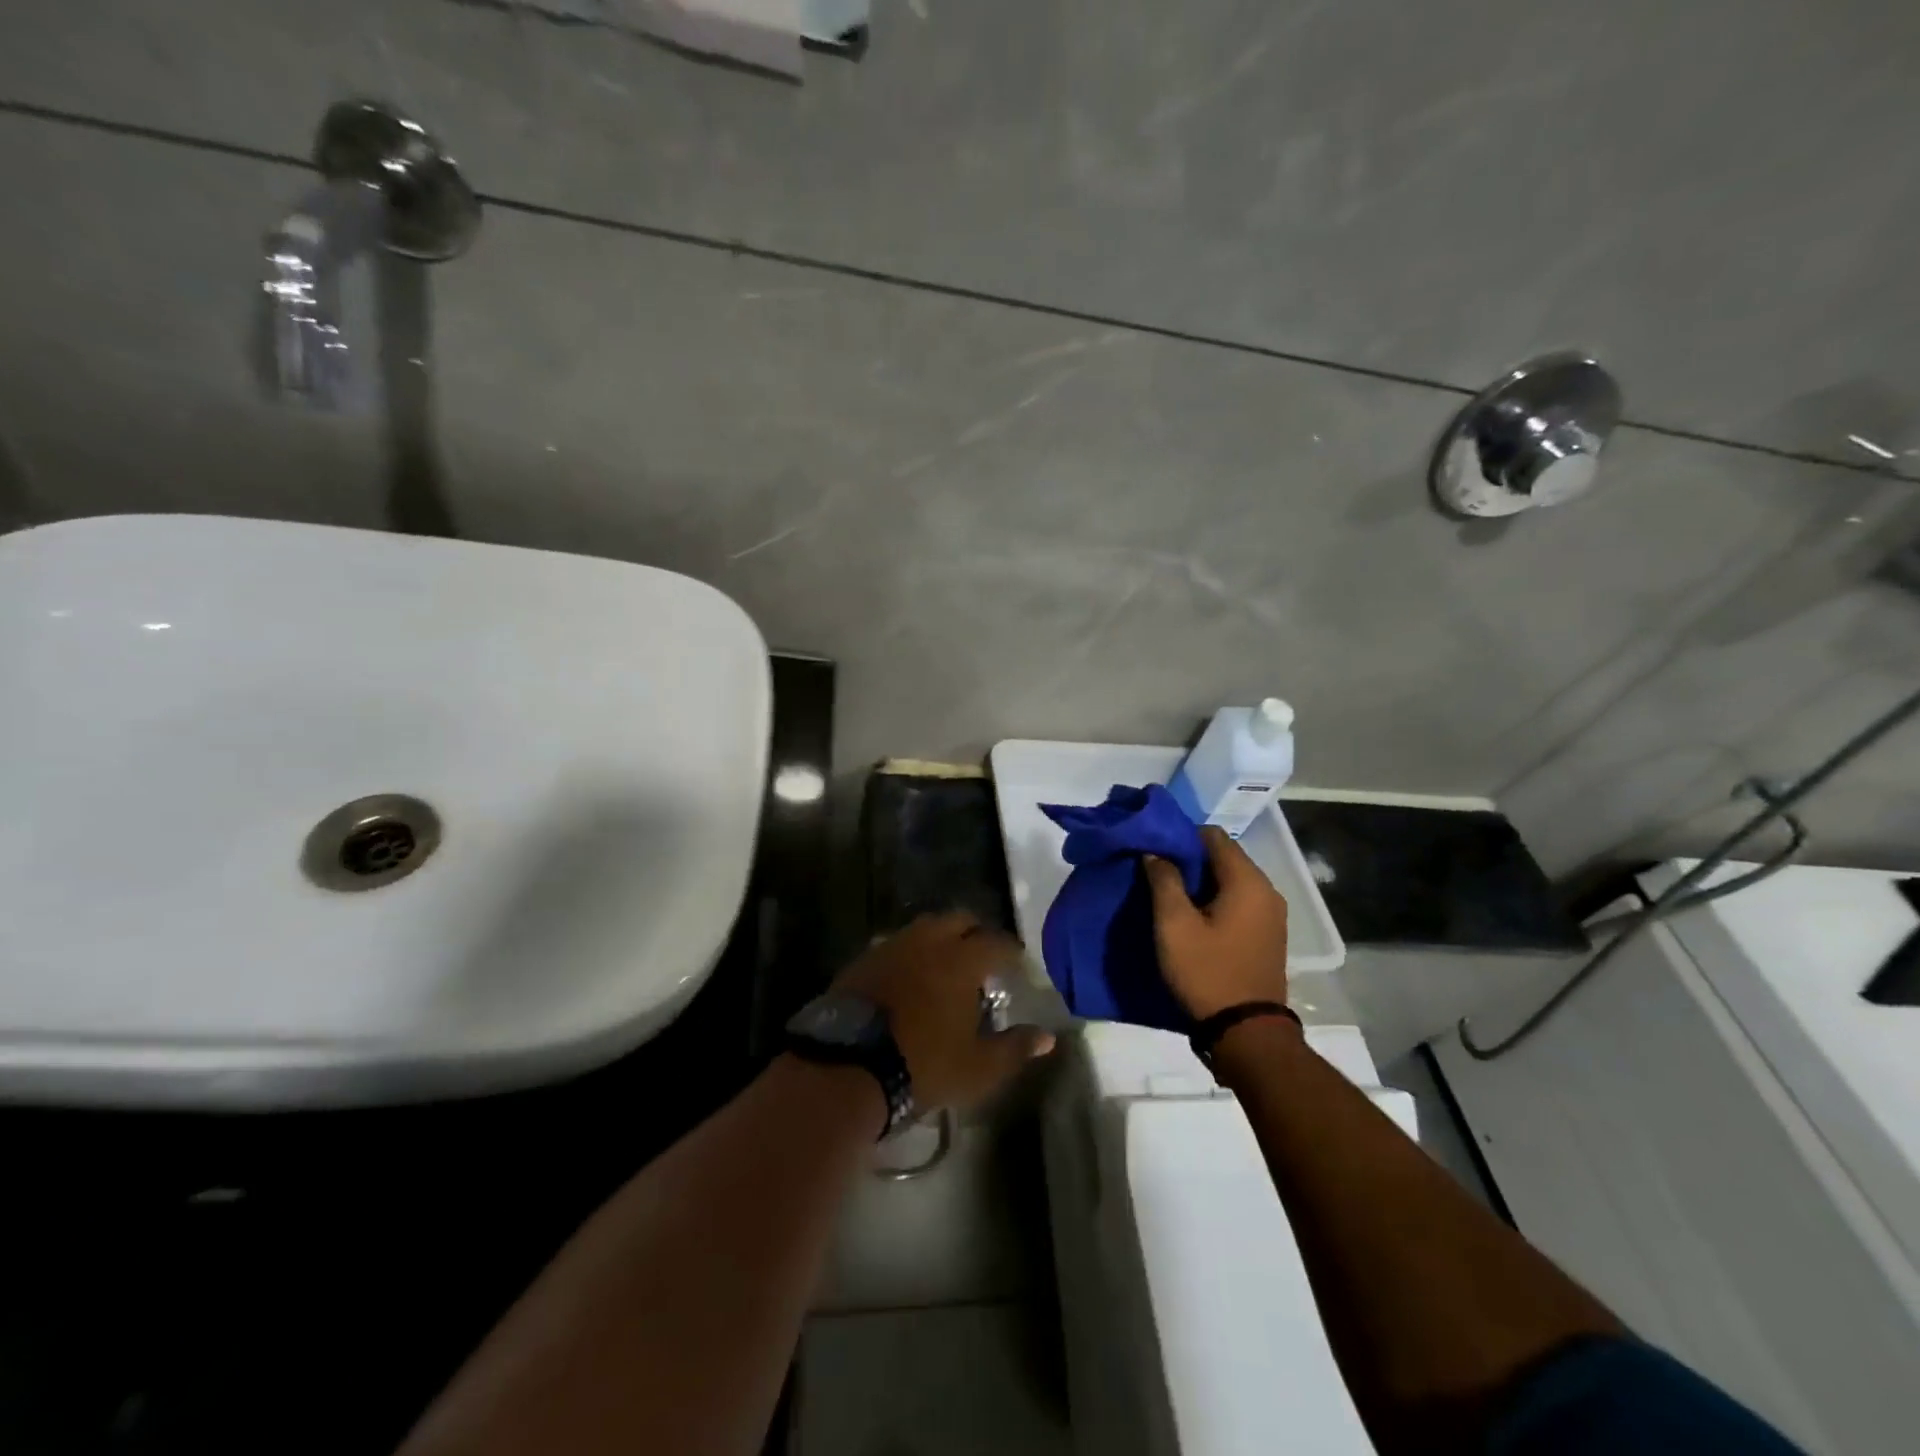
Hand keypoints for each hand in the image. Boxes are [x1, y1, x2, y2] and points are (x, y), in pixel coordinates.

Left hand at [833, 912, 1054, 1112]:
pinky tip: (910, 976)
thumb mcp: (978, 1067)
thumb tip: (1047, 1037)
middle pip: (960, 920)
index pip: (997, 942)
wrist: (850, 1065)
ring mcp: (893, 945)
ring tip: (946, 965)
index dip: (1011, 952)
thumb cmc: (923, 1064)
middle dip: (976, 933)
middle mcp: (929, 940)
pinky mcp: (865, 958)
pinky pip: (897, 944)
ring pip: (925, 927)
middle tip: (983, 959)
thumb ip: (1015, 1048)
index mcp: (962, 959)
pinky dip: (911, 953)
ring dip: (941, 939)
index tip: (1018, 965)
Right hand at [1143, 826, 1289, 1020]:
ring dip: (1200, 882)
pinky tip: (1191, 918)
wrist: (1247, 1033)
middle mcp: (1267, 890)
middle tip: (1154, 873)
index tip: (1153, 850)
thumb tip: (1155, 852)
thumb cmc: (1207, 973)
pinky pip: (1238, 902)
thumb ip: (1164, 881)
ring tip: (1168, 895)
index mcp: (1247, 881)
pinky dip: (1214, 901)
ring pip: (1230, 880)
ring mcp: (1271, 914)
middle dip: (1188, 860)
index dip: (1180, 837)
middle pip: (1223, 857)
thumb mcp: (1174, 926)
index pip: (1212, 835)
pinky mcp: (1267, 935)